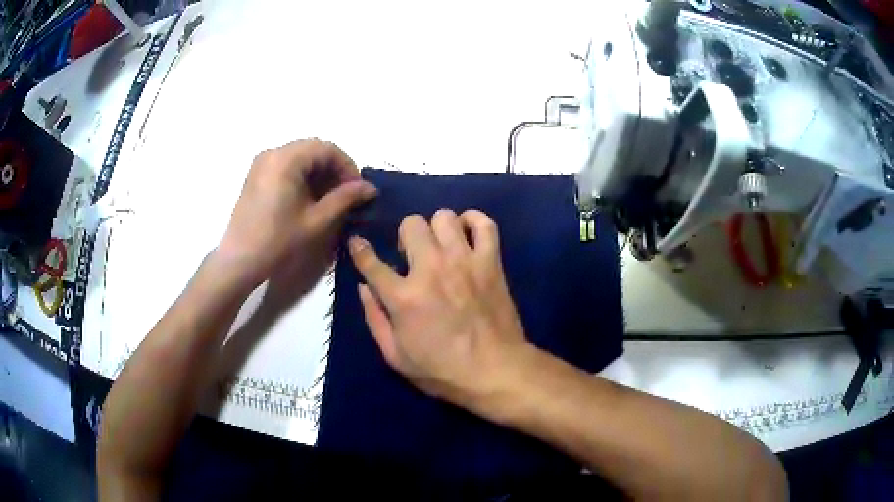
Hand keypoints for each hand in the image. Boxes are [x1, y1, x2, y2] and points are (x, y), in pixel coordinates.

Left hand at [218, 139, 376, 292]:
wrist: (240, 260)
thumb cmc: (278, 240)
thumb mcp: (317, 220)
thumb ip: (345, 199)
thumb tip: (370, 188)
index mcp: (286, 158)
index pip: (328, 149)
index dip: (348, 167)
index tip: (358, 190)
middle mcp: (273, 153)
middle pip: (313, 150)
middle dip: (334, 170)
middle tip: (346, 196)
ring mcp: (262, 163)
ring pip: (300, 158)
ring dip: (319, 174)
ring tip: (330, 200)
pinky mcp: (256, 175)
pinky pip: (287, 166)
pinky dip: (303, 177)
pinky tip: (309, 199)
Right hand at [349, 209, 531, 410]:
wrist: (495, 371)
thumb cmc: (443, 371)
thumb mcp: (396, 357)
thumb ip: (375, 319)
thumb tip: (363, 288)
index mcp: (404, 297)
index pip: (371, 262)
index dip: (359, 249)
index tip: (358, 243)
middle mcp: (431, 269)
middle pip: (411, 225)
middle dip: (405, 237)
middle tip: (412, 257)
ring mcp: (464, 261)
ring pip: (444, 216)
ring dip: (436, 229)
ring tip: (441, 247)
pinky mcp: (491, 261)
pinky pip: (484, 224)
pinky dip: (474, 222)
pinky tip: (467, 235)